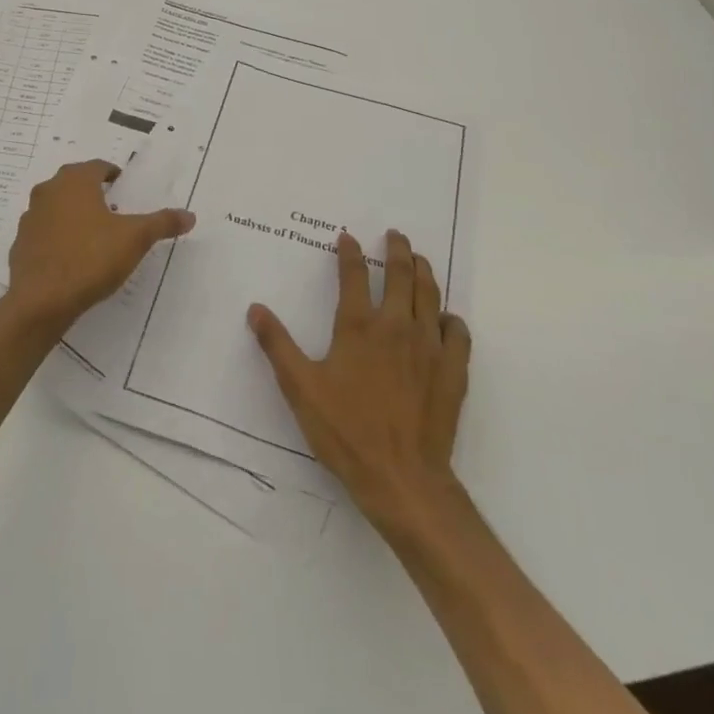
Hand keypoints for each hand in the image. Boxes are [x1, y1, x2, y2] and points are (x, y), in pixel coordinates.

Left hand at [5, 161, 194, 327]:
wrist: (41, 300)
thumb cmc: (90, 258)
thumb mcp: (135, 239)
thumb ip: (162, 223)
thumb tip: (190, 215)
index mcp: (75, 181)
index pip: (96, 166)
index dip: (112, 174)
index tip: (123, 187)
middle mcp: (48, 191)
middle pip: (73, 183)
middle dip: (92, 192)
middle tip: (112, 208)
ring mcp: (30, 218)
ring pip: (56, 207)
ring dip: (73, 214)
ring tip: (94, 234)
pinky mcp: (21, 245)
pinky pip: (44, 234)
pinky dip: (57, 238)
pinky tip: (72, 257)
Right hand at [248, 230, 470, 531]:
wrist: (402, 478)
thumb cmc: (346, 431)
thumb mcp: (300, 388)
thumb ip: (277, 345)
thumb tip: (256, 308)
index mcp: (358, 326)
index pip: (354, 275)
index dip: (349, 252)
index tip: (348, 236)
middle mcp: (396, 326)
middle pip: (401, 275)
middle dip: (398, 250)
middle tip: (396, 235)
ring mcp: (429, 347)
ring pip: (430, 296)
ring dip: (425, 273)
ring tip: (420, 260)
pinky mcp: (453, 370)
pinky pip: (457, 333)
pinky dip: (451, 319)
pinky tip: (446, 319)